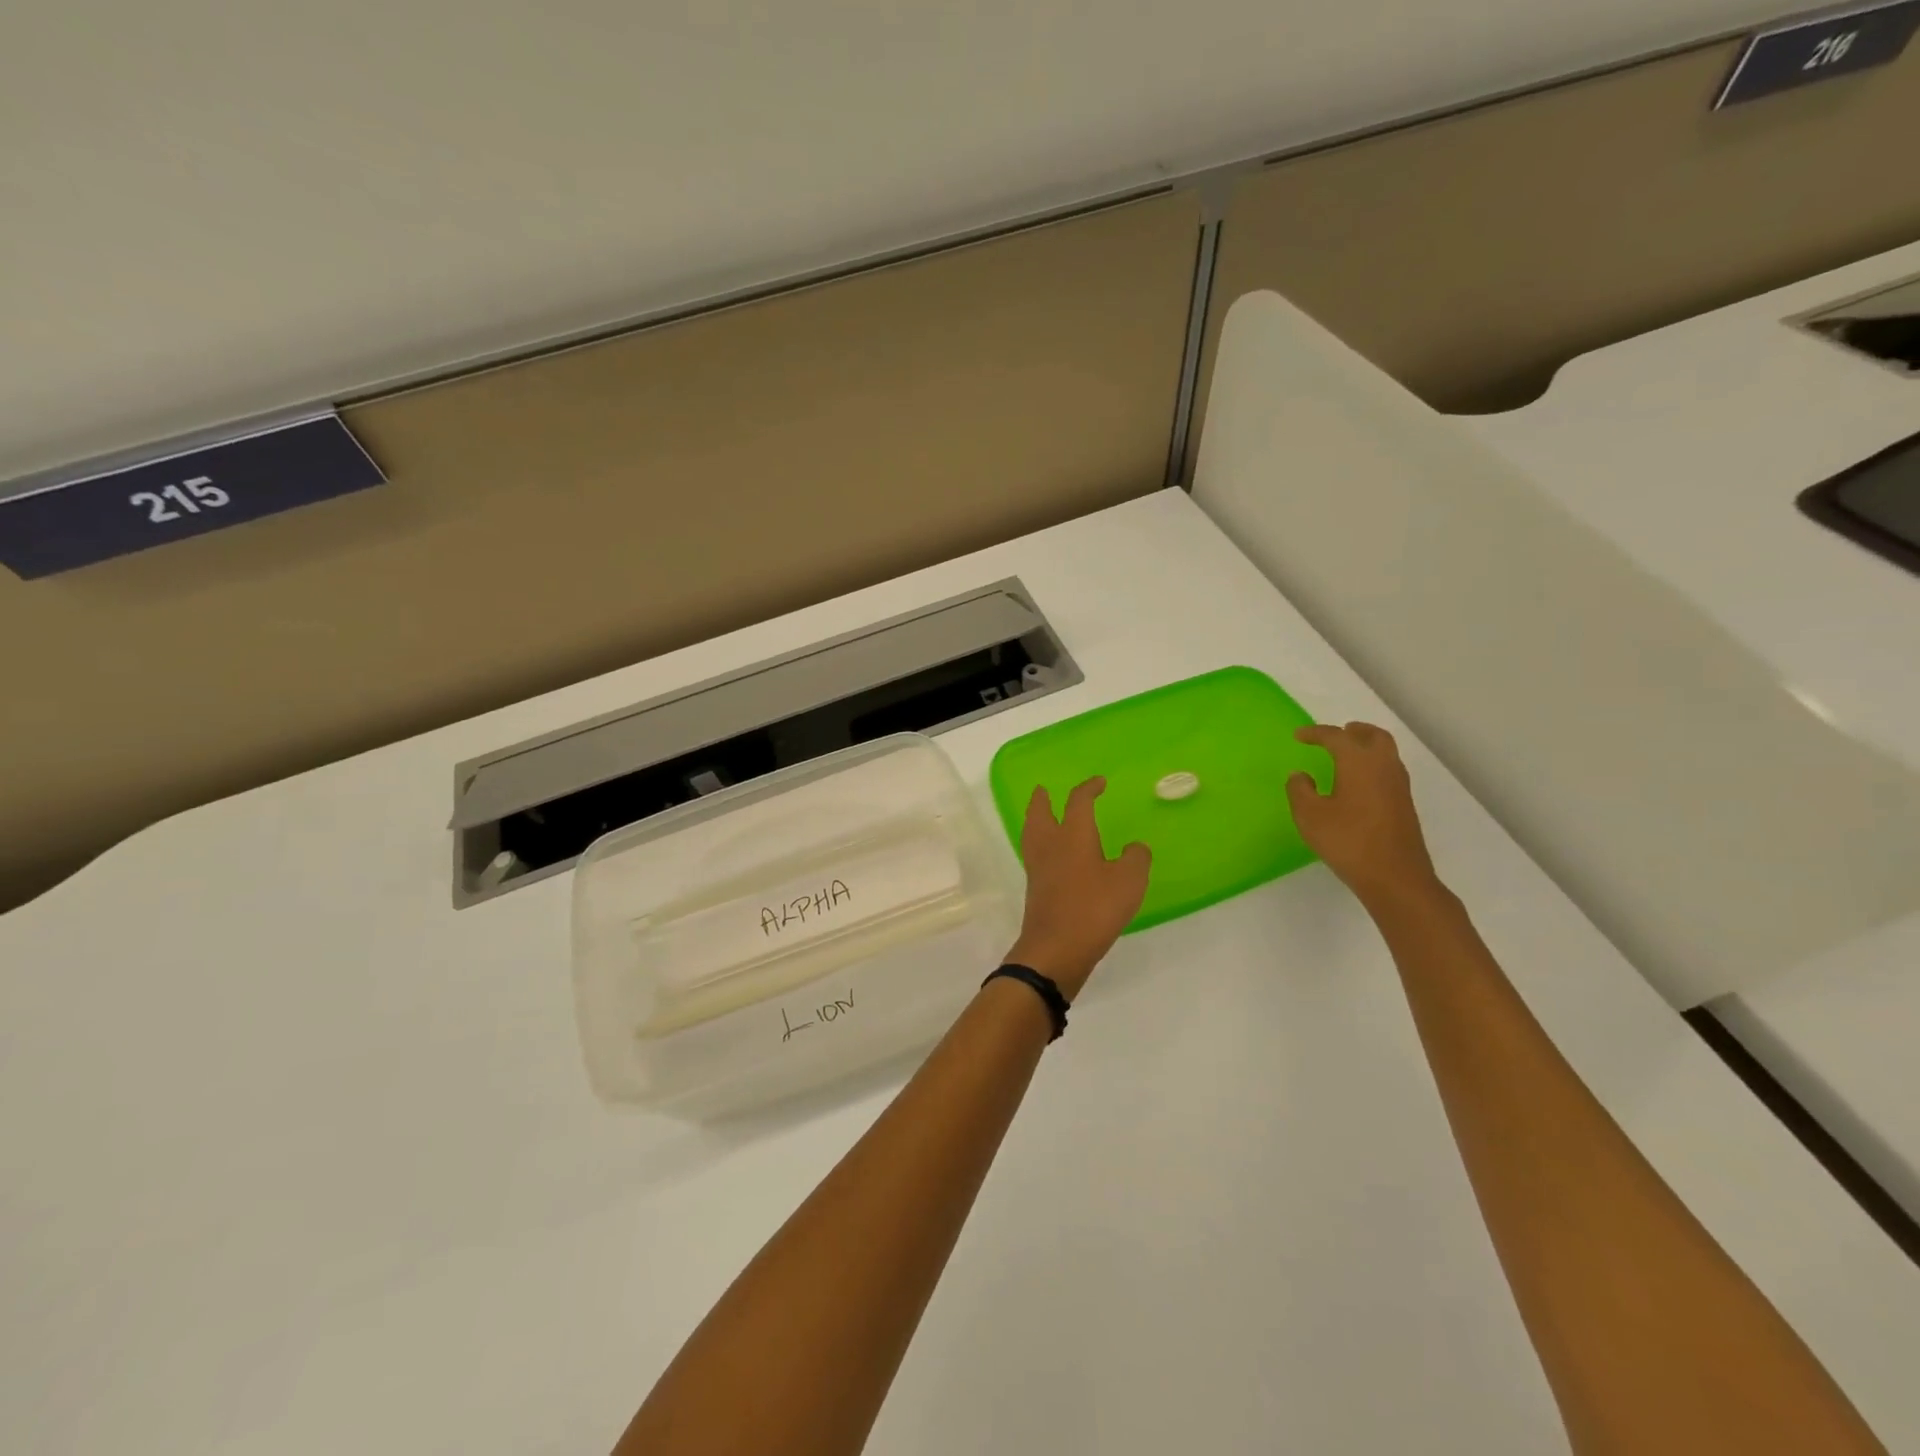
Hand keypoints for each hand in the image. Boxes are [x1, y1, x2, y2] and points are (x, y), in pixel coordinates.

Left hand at [1006, 778, 1150, 999]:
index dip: (1089, 789)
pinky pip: (1035, 856)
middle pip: (1040, 813)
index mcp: (1073, 835)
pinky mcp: (1035, 889)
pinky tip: (1052, 855)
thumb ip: (1135, 858)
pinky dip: (1040, 845)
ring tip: (1041, 815)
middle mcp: (1050, 845)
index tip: (1099, 783)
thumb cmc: (1094, 908)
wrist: (1056, 949)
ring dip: (1036, 819)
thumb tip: (1133, 848)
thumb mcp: (1129, 881)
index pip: (1079, 802)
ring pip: (1032, 833)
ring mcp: (1038, 868)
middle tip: (1043, 790)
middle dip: (1042, 800)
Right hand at [1286, 722, 1441, 910]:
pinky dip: (1372, 766)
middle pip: (1374, 736)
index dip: (1315, 733)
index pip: (1336, 736)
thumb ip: (1300, 790)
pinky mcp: (1404, 805)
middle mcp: (1383, 767)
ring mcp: (1398, 787)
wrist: (1395, 877)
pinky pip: (1388, 772)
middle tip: (1336, 734)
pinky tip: (1357, 784)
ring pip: (1386, 753)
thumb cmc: (1348, 841)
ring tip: (1346, 756)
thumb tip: (1301, 775)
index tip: (1298, 735)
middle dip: (1354, 731)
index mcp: (1359, 762)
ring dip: (1366, 747)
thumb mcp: (1310, 815)